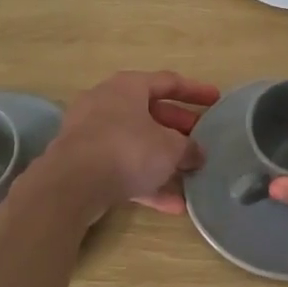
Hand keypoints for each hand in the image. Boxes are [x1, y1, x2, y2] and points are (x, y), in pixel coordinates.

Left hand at [43, 70, 219, 219]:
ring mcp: (91, 133)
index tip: (216, 100)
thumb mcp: (170, 148)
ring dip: (162, 159)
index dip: (195, 91)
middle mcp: (107, 103)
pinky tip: (172, 205)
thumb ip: (189, 148)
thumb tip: (197, 154)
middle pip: (150, 113)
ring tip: (190, 175)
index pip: (168, 81)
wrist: (71, 184)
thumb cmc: (127, 149)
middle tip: (201, 141)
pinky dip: (146, 182)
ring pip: (136, 142)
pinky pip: (122, 167)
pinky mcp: (84, 163)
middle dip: (179, 129)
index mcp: (128, 87)